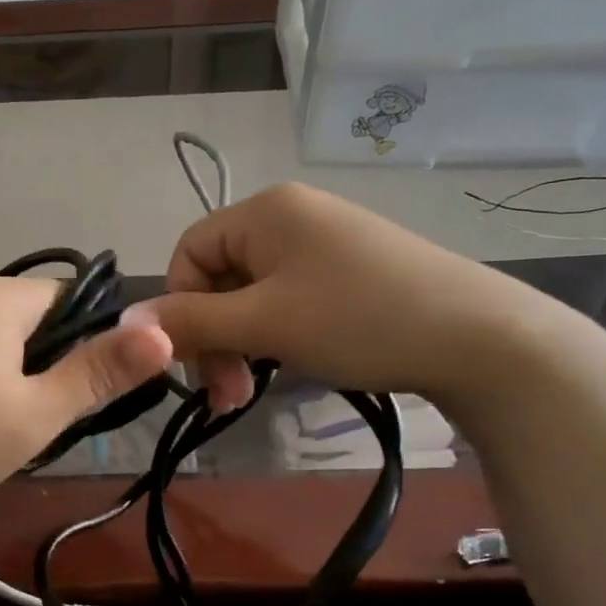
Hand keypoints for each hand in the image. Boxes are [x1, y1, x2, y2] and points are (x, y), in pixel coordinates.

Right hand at [132, 183, 536, 412]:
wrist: (480, 338)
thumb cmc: (358, 320)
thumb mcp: (264, 323)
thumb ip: (191, 322)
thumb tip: (124, 321)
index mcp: (264, 210)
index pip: (188, 253)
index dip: (180, 309)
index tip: (196, 363)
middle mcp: (291, 215)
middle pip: (219, 276)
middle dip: (214, 336)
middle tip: (228, 394)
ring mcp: (325, 242)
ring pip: (253, 294)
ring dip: (243, 343)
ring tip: (253, 391)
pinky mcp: (352, 270)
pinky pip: (289, 299)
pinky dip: (277, 335)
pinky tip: (292, 364)